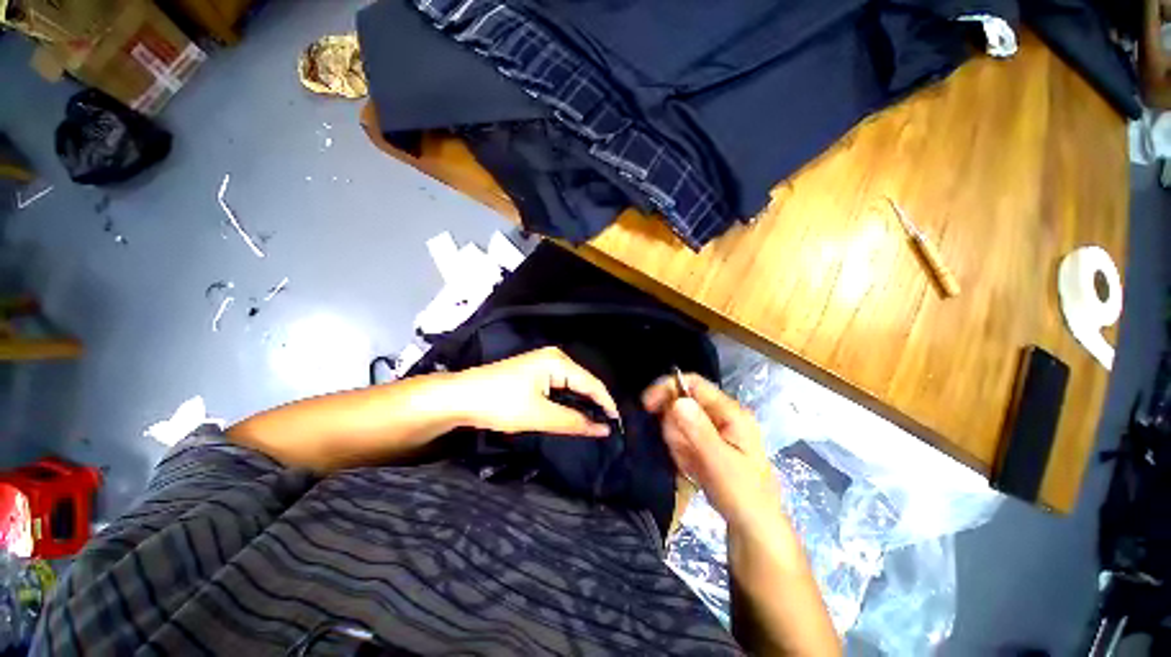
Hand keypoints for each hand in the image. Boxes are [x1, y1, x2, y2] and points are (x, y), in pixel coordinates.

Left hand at [457, 347, 618, 437]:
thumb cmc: (501, 403)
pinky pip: (560, 386)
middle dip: (595, 404)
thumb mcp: (540, 415)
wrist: (461, 397)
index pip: (592, 383)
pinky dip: (568, 400)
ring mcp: (543, 362)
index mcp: (558, 361)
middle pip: (583, 382)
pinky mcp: (535, 372)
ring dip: (581, 403)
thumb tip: (603, 429)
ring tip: (594, 422)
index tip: (617, 425)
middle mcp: (554, 357)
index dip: (606, 404)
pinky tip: (572, 412)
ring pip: (571, 385)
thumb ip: (574, 421)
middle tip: (607, 427)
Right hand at [643, 373, 781, 531]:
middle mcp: (721, 414)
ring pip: (678, 420)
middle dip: (674, 426)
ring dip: (677, 442)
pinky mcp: (705, 440)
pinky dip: (680, 450)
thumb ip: (698, 431)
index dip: (668, 388)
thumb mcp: (720, 463)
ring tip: (691, 464)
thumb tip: (678, 400)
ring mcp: (713, 427)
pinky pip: (681, 436)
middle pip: (682, 402)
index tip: (647, 405)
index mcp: (731, 412)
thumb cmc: (743, 495)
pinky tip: (691, 467)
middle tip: (682, 452)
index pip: (694, 384)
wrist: (753, 525)